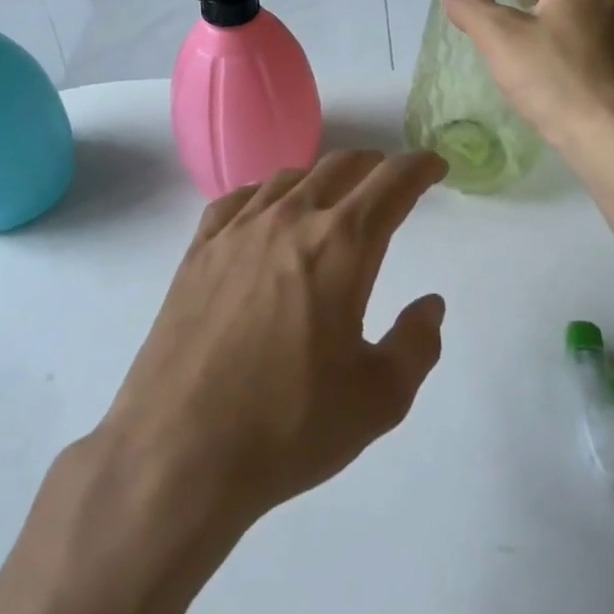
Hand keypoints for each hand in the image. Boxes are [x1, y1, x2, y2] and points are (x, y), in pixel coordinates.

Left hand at [92, 149, 450, 533]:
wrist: (179, 448)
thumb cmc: (288, 425)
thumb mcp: (378, 400)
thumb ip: (416, 345)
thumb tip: (430, 305)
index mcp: (341, 246)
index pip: (391, 184)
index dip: (419, 168)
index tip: (434, 166)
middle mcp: (290, 220)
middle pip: (339, 167)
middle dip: (373, 165)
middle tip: (389, 179)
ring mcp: (238, 230)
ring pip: (289, 178)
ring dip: (321, 177)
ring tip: (332, 195)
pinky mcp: (198, 249)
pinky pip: (238, 199)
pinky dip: (265, 193)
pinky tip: (265, 211)